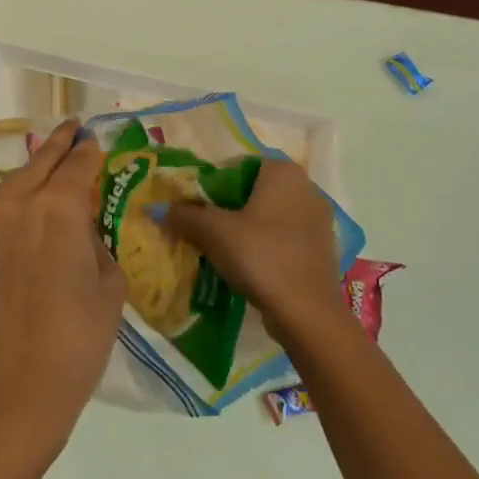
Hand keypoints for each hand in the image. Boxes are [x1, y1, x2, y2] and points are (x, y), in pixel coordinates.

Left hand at [0, 120, 127, 461]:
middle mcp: (22, 205)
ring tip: (54, 157)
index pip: (78, 164)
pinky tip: (35, 201)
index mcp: (58, 207)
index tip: (100, 141)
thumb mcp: (109, 287)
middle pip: (42, 161)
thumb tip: (83, 233)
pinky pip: (6, 204)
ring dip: (38, 164)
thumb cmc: (75, 340)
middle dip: (61, 143)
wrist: (11, 390)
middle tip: (75, 129)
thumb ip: (97, 245)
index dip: (91, 151)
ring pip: (19, 179)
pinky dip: (22, 191)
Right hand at [162, 158, 347, 347]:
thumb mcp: (215, 232)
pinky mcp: (322, 248)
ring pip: (270, 215)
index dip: (212, 184)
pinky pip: (285, 237)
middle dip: (228, 207)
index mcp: (283, 172)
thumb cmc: (261, 256)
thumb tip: (156, 208)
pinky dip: (266, 245)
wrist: (307, 312)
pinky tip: (249, 265)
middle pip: (254, 190)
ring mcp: (318, 219)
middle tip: (204, 228)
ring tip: (222, 249)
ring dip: (247, 228)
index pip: (238, 165)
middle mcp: (306, 187)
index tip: (195, 207)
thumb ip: (185, 215)